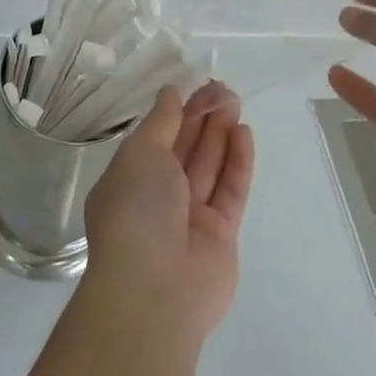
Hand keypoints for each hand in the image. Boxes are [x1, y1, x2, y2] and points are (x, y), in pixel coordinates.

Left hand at [83, 81, 254, 345]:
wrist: (154, 290)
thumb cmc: (136, 211)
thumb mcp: (141, 154)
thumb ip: (161, 122)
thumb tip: (170, 92)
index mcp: (131, 177)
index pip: (158, 137)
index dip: (178, 110)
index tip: (198, 85)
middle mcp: (159, 196)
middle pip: (186, 148)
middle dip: (203, 117)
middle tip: (224, 89)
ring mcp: (190, 217)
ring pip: (209, 166)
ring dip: (222, 133)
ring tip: (235, 102)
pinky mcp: (220, 235)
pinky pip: (230, 190)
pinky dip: (237, 162)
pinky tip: (244, 132)